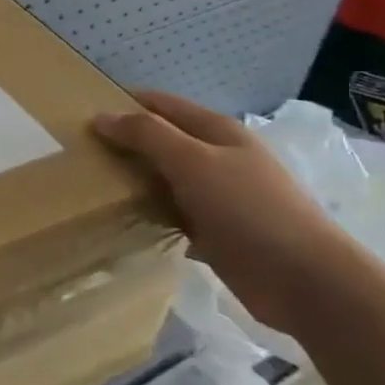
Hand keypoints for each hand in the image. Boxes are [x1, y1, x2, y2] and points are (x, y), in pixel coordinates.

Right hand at [93, 91, 357, 332]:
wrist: (305, 280)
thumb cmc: (249, 209)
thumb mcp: (193, 162)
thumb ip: (147, 135)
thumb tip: (101, 116)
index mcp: (217, 131)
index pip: (161, 105)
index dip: (124, 105)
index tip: (83, 118)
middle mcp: (218, 158)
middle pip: (162, 141)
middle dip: (125, 144)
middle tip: (79, 155)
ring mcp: (219, 196)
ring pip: (165, 179)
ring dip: (135, 180)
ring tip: (91, 186)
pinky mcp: (216, 231)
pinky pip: (173, 213)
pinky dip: (150, 212)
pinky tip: (125, 220)